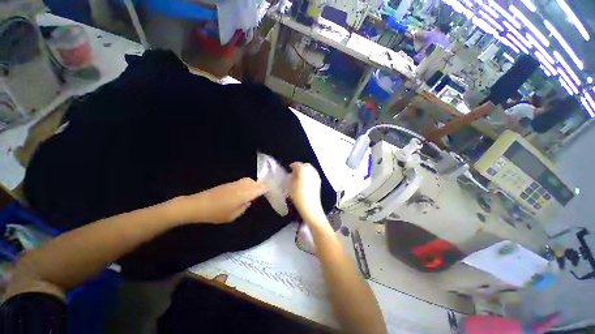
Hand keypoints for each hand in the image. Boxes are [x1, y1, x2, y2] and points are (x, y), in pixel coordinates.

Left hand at [173, 178, 267, 223]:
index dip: (267, 189)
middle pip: (256, 182)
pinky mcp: (229, 184)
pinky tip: (244, 191)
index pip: (260, 188)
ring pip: (249, 180)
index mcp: (244, 194)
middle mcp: (241, 186)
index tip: (271, 192)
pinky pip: (242, 181)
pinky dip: (247, 184)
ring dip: (254, 184)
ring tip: (255, 192)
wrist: (197, 205)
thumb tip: (249, 201)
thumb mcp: (233, 216)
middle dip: (261, 186)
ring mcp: (234, 184)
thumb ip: (244, 208)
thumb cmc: (216, 213)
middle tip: (263, 193)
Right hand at [288, 162, 324, 219]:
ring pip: (310, 169)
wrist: (310, 206)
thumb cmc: (297, 195)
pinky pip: (313, 175)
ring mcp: (316, 175)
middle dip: (300, 167)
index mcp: (303, 169)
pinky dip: (309, 175)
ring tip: (300, 177)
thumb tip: (292, 174)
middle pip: (305, 165)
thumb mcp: (289, 185)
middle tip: (294, 173)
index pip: (296, 164)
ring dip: (305, 171)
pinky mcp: (319, 181)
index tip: (289, 169)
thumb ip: (290, 177)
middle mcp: (311, 170)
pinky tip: (305, 181)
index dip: (292, 166)